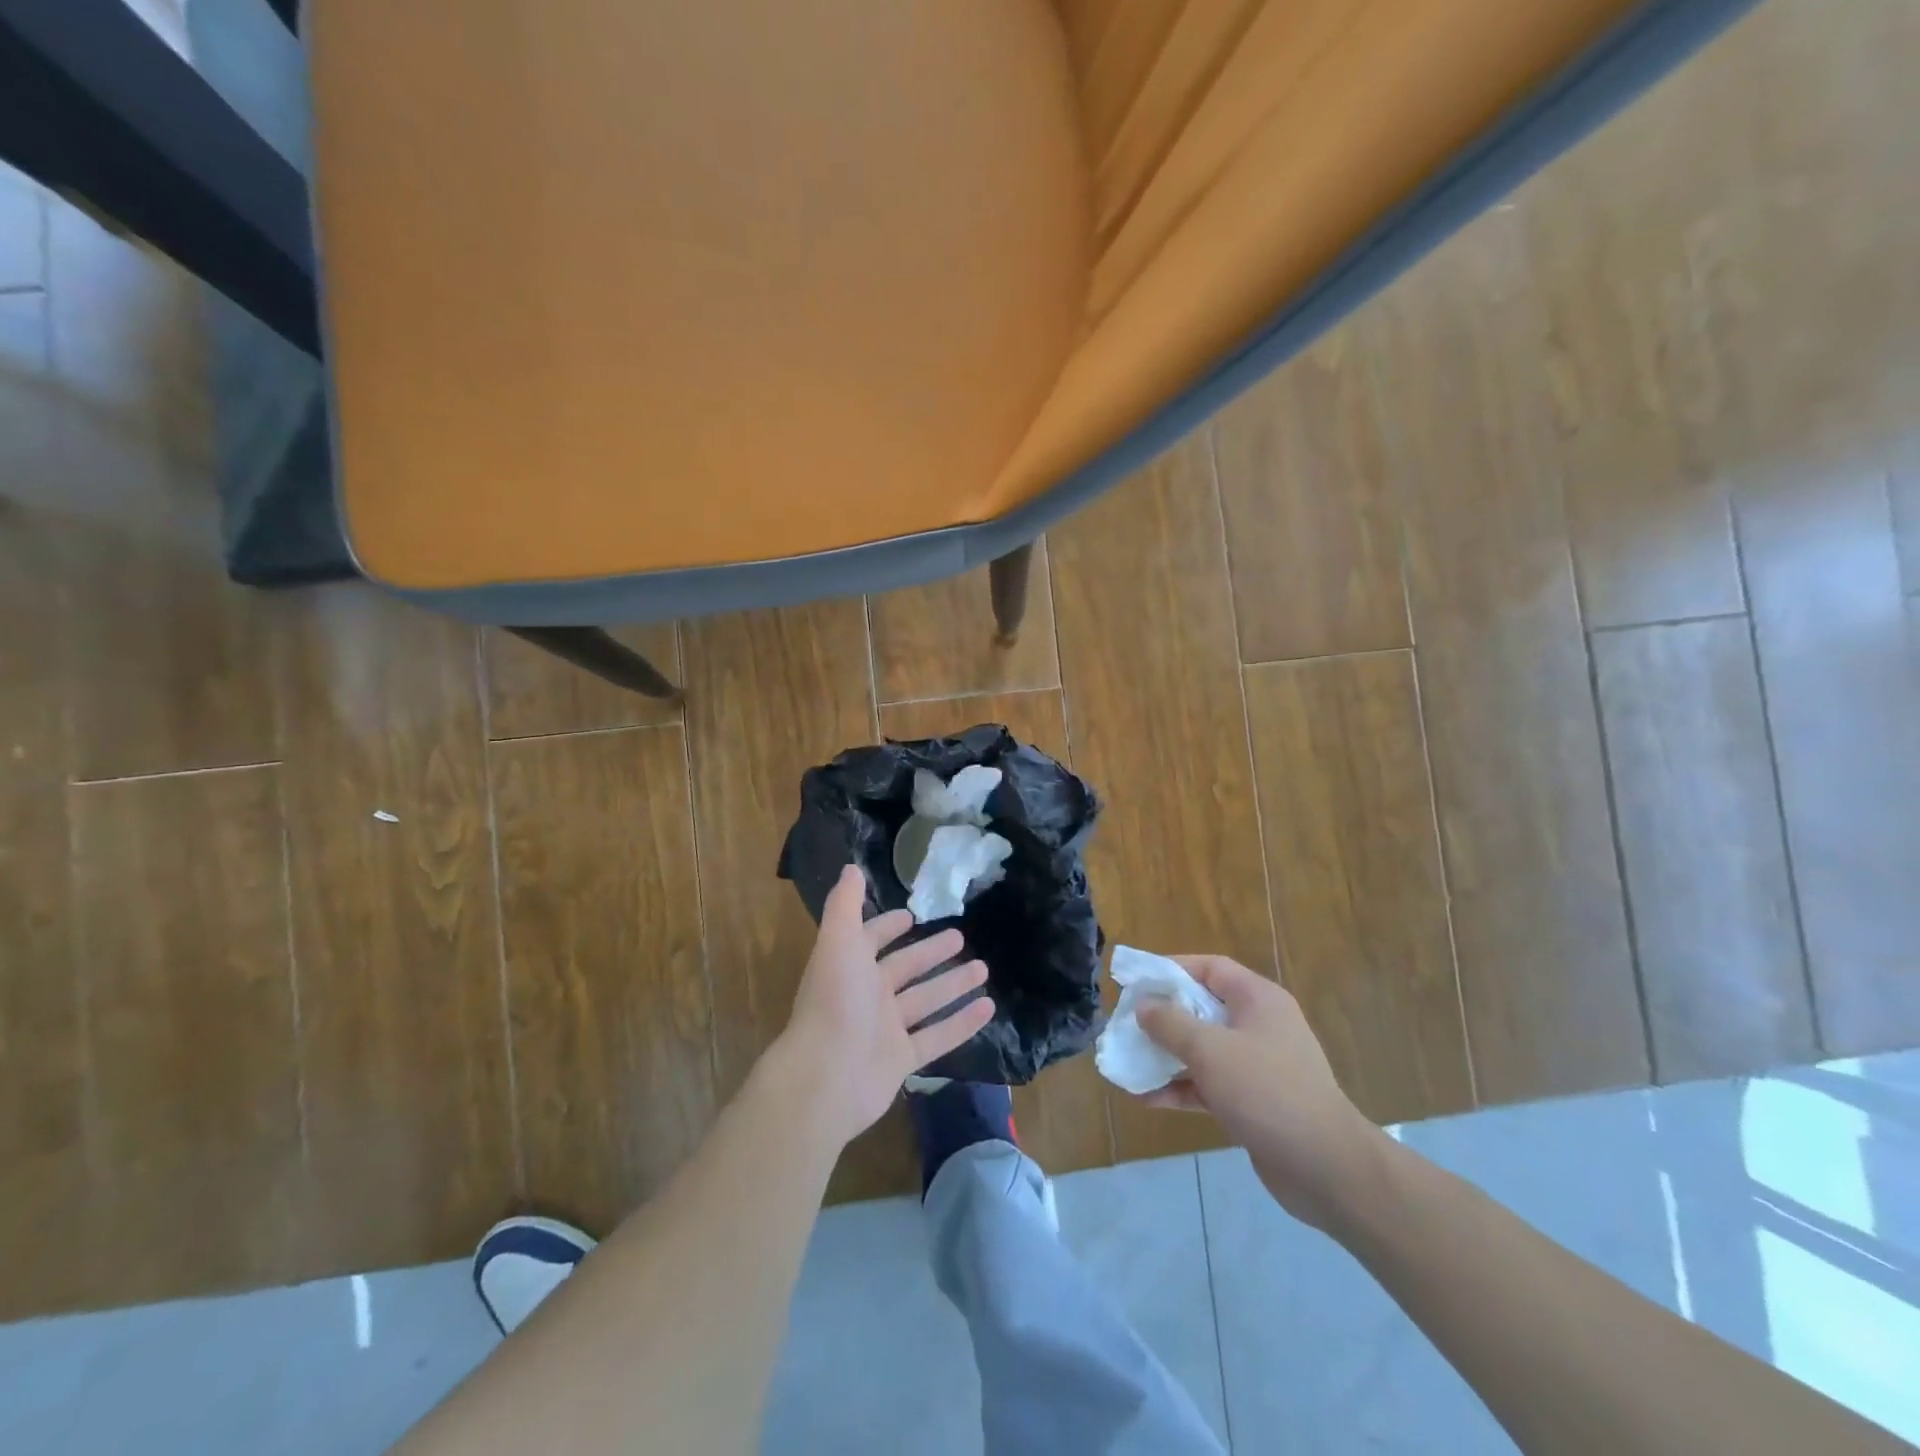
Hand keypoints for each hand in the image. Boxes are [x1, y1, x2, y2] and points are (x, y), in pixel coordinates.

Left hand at [777, 865, 994, 1147]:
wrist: (825, 1076)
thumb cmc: (834, 1001)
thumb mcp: (839, 942)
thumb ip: (845, 905)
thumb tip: (850, 867)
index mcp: (850, 966)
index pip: (870, 939)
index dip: (887, 926)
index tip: (911, 915)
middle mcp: (867, 995)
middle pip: (905, 968)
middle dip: (930, 952)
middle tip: (961, 937)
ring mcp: (885, 1029)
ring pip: (925, 1000)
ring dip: (952, 984)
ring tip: (984, 969)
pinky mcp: (902, 1060)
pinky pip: (938, 1037)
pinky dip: (962, 1023)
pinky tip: (989, 1008)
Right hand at [1137, 956, 1382, 1227]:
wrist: (1326, 1169)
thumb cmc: (1267, 1091)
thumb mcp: (1210, 1050)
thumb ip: (1170, 1023)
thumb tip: (1144, 1005)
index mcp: (1258, 1000)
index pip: (1210, 968)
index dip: (1172, 969)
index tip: (1136, 980)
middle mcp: (1259, 1026)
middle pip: (1202, 1008)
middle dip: (1163, 1016)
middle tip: (1126, 1023)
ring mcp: (1259, 1065)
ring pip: (1203, 1049)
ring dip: (1167, 1055)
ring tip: (1129, 1062)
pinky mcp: (1254, 1101)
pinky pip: (1209, 1084)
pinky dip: (1181, 1088)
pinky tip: (1146, 1098)